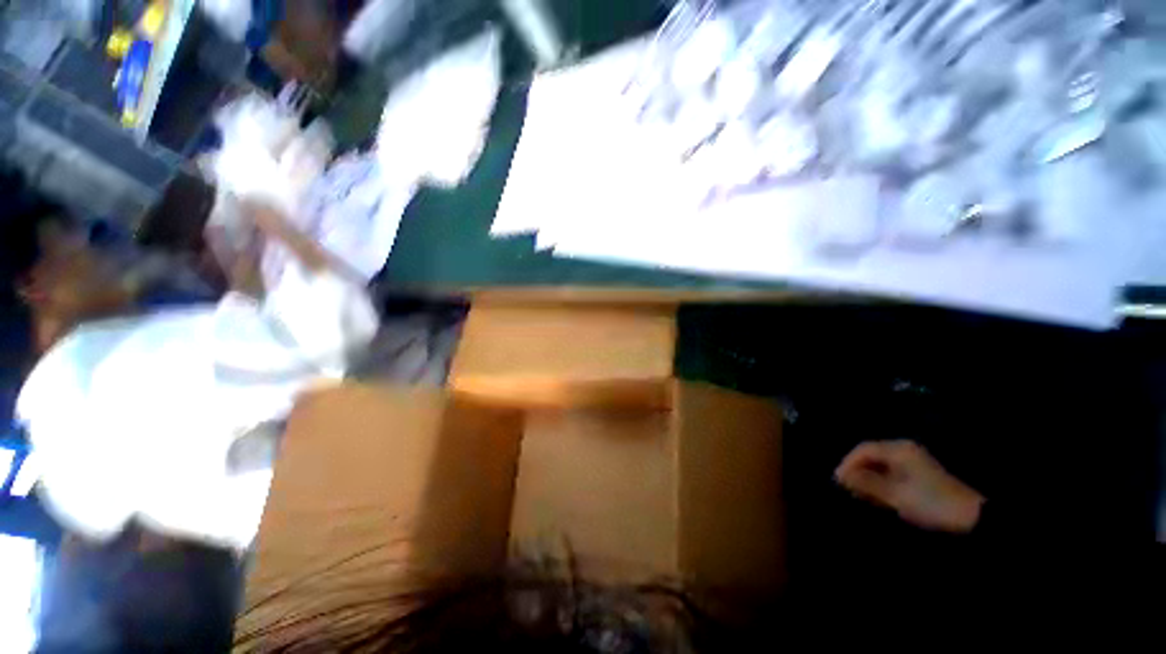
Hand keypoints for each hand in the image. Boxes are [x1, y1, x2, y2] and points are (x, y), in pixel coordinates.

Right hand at [835, 440, 984, 533]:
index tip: (838, 480)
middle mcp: (904, 450)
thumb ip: (866, 483)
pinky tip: (877, 496)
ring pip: (880, 465)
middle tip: (846, 488)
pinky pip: (890, 472)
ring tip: (859, 494)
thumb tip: (840, 476)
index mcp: (898, 449)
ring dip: (868, 478)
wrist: (971, 517)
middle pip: (871, 455)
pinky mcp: (918, 473)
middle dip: (857, 471)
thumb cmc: (930, 502)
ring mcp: (912, 461)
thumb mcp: (895, 494)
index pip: (863, 449)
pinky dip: (880, 482)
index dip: (848, 463)